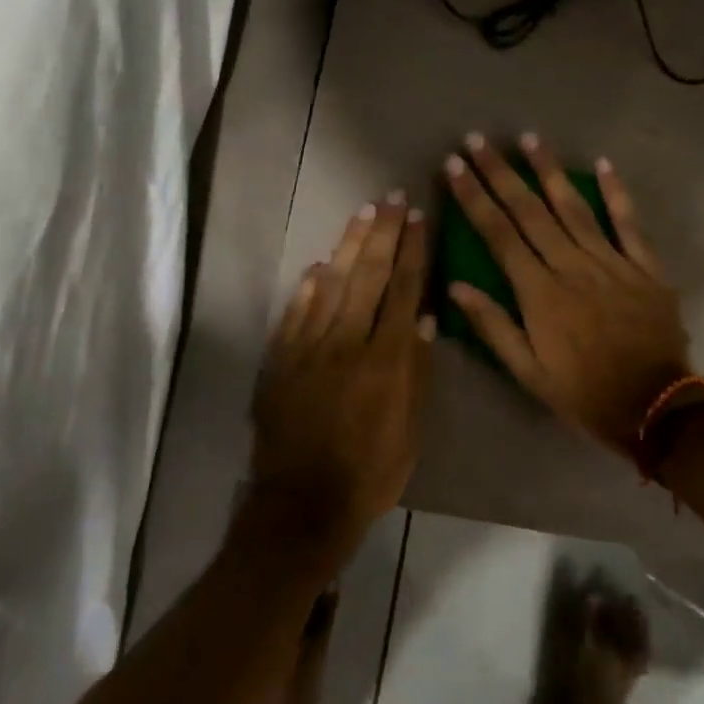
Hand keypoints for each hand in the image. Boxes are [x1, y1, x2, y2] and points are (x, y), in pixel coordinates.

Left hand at [250, 194, 435, 560]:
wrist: (300, 505)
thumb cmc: (369, 474)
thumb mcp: (409, 431)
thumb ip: (416, 372)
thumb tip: (423, 319)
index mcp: (385, 360)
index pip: (403, 292)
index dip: (413, 252)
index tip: (419, 218)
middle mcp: (346, 343)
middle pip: (368, 277)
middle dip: (383, 234)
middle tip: (392, 199)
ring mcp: (307, 348)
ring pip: (331, 285)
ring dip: (348, 246)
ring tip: (363, 213)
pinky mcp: (279, 361)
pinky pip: (294, 314)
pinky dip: (307, 288)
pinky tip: (318, 265)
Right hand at [444, 134, 693, 458]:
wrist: (654, 407)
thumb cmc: (583, 391)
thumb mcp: (528, 372)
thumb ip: (493, 326)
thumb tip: (457, 286)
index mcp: (540, 293)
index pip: (499, 234)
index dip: (474, 197)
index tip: (455, 167)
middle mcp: (572, 266)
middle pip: (530, 211)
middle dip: (501, 173)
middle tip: (478, 141)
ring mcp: (612, 262)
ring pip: (574, 207)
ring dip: (549, 171)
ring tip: (529, 139)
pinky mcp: (645, 266)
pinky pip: (629, 223)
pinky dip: (616, 193)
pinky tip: (603, 164)